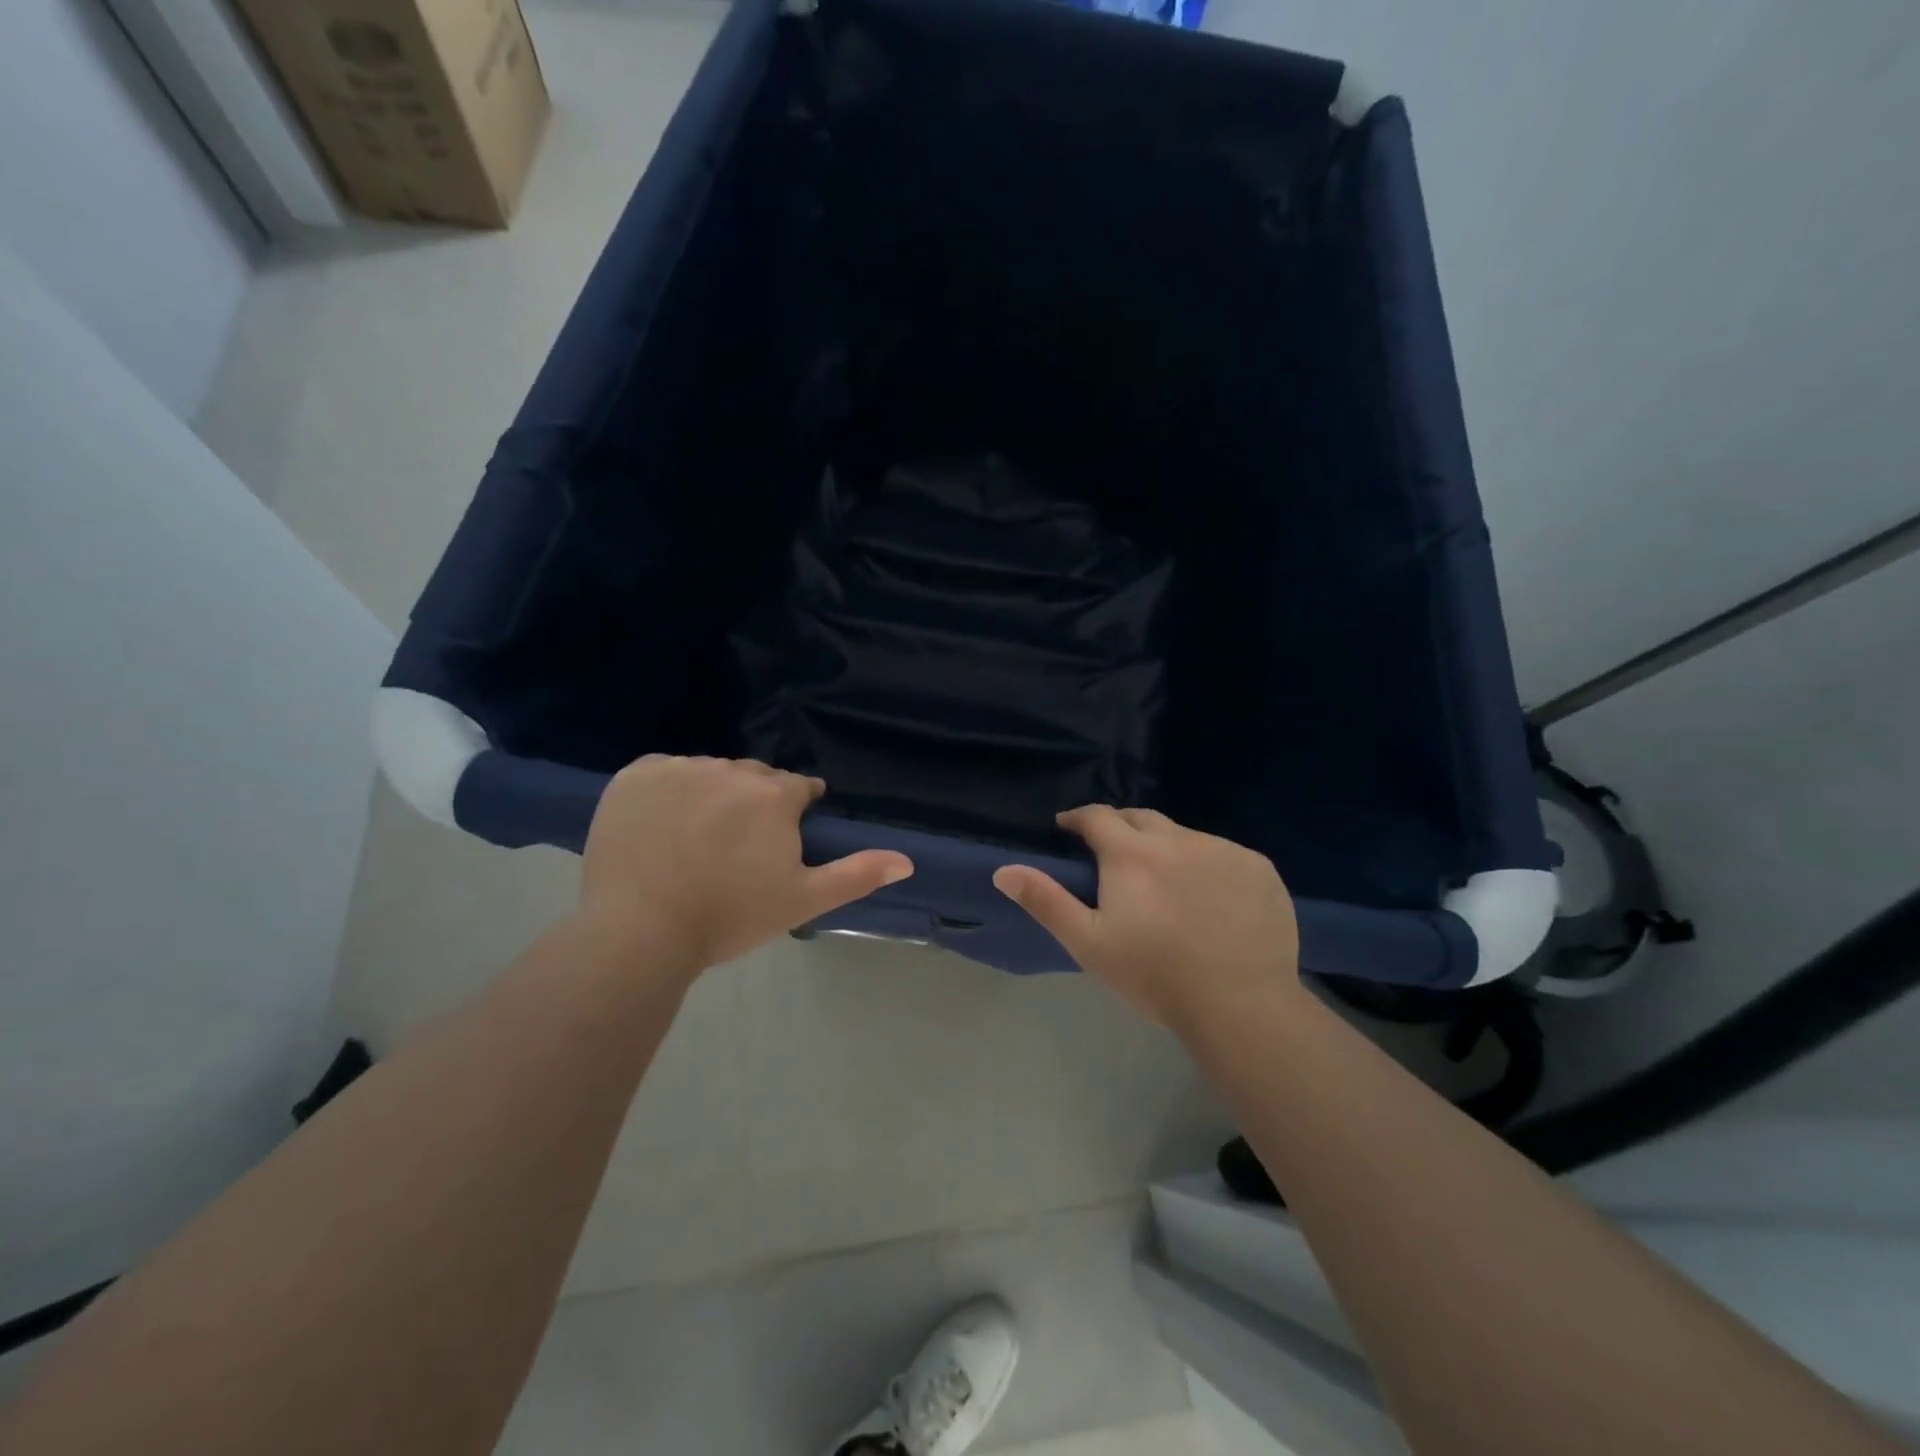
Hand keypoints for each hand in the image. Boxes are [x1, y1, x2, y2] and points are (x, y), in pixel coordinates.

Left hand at [578, 755, 912, 978]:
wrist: (639, 932)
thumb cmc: (729, 917)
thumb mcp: (802, 900)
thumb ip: (856, 874)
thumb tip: (907, 860)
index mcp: (773, 795)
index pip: (798, 788)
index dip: (795, 812)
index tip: (780, 840)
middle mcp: (730, 770)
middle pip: (754, 777)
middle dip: (755, 802)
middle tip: (738, 846)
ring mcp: (679, 769)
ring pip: (710, 772)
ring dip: (713, 794)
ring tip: (697, 839)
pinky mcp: (635, 776)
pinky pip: (665, 772)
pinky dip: (669, 790)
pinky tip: (663, 825)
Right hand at [992, 806, 1300, 1028]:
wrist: (1240, 1005)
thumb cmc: (1153, 975)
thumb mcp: (1088, 943)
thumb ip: (1046, 901)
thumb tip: (1004, 870)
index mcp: (1131, 853)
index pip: (1097, 816)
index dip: (1078, 818)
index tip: (1068, 828)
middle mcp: (1177, 838)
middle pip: (1140, 818)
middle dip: (1120, 827)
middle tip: (1111, 854)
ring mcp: (1223, 850)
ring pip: (1184, 836)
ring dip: (1165, 848)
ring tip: (1164, 882)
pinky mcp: (1258, 868)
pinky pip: (1223, 855)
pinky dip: (1207, 866)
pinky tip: (1210, 899)